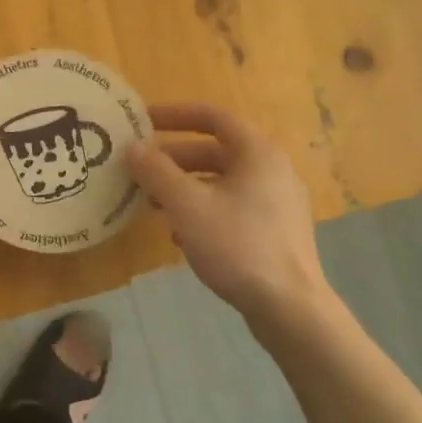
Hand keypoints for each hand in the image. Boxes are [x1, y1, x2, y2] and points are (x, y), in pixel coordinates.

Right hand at [127, 103, 333, 324]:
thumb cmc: (237, 245)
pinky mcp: (275, 232)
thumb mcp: (186, 205)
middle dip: (173, 158)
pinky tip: (180, 235)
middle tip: (140, 169)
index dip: (175, 114)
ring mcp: (276, 203)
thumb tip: (132, 147)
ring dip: (184, 187)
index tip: (142, 120)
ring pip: (221, 182)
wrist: (289, 307)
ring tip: (152, 203)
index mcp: (257, 153)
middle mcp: (271, 170)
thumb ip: (156, 171)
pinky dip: (202, 210)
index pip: (213, 117)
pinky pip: (231, 207)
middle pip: (215, 151)